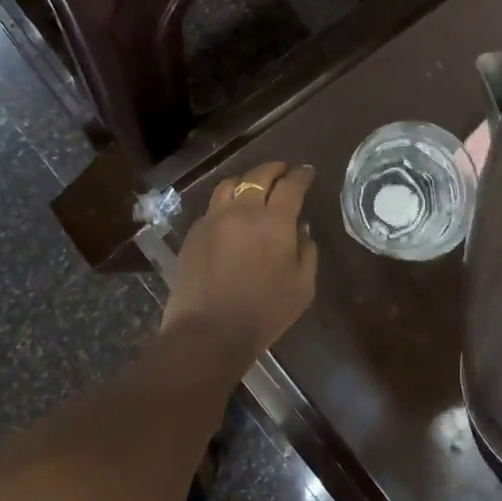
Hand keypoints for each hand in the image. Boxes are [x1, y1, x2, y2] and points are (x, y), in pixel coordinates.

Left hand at [161, 162, 318, 360]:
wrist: (209, 331)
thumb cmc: (265, 312)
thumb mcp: (303, 287)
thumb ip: (307, 252)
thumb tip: (301, 229)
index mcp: (275, 222)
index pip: (291, 186)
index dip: (301, 175)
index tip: (307, 171)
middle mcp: (243, 211)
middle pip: (258, 176)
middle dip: (274, 168)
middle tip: (284, 170)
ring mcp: (213, 220)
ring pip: (229, 185)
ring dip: (246, 180)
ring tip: (253, 186)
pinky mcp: (194, 234)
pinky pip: (213, 207)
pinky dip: (226, 203)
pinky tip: (231, 216)